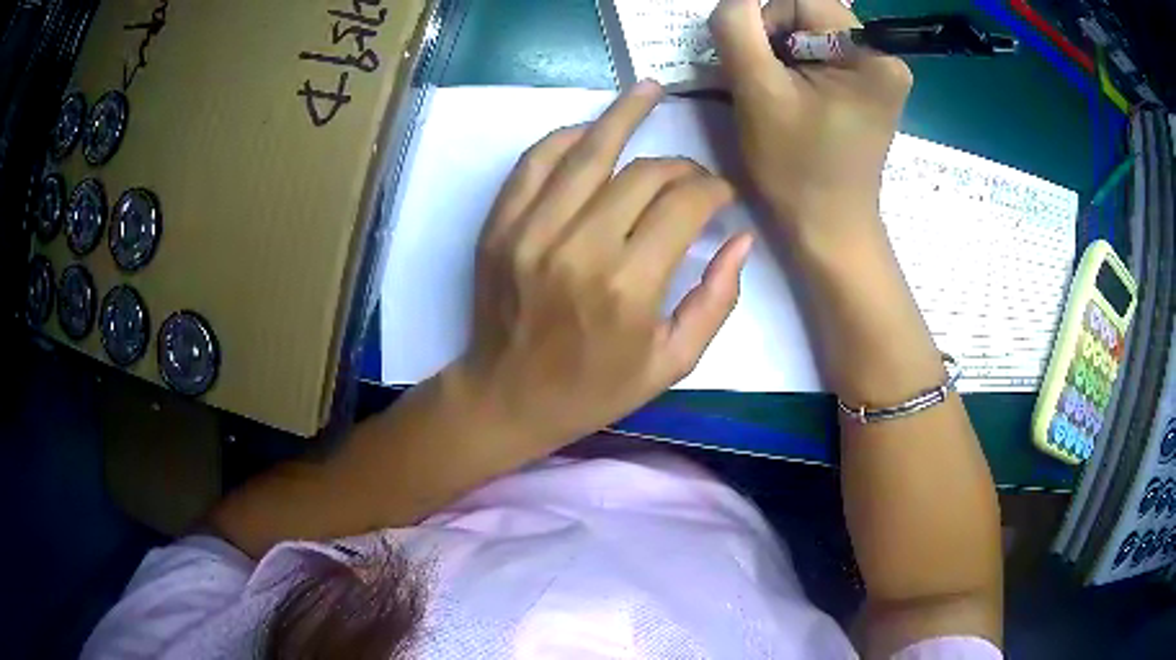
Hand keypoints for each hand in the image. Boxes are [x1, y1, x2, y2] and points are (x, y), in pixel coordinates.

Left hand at [455, 82, 753, 447]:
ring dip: (624, 115)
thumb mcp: (672, 363)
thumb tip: (742, 239)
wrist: (508, 398)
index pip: (684, 206)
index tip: (722, 195)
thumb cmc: (594, 390)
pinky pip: (535, 162)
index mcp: (629, 287)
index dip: (713, 190)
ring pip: (589, 152)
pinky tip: (592, 129)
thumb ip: (716, 300)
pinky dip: (566, 138)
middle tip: (693, 176)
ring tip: (649, 90)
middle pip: (643, 174)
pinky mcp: (500, 225)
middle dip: (680, 166)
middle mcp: (580, 247)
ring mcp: (531, 231)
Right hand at [709, 0, 911, 239]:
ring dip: (779, 55)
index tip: (756, 63)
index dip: (764, 19)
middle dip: (773, 40)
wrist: (829, 229)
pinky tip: (790, 98)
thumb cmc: (797, 169)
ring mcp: (878, 71)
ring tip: (775, 96)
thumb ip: (737, 28)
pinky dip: (794, 68)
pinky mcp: (868, 86)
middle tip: (763, 83)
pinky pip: (820, 54)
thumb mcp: (758, 92)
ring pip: (809, 32)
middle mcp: (883, 54)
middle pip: (806, 12)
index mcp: (869, 53)